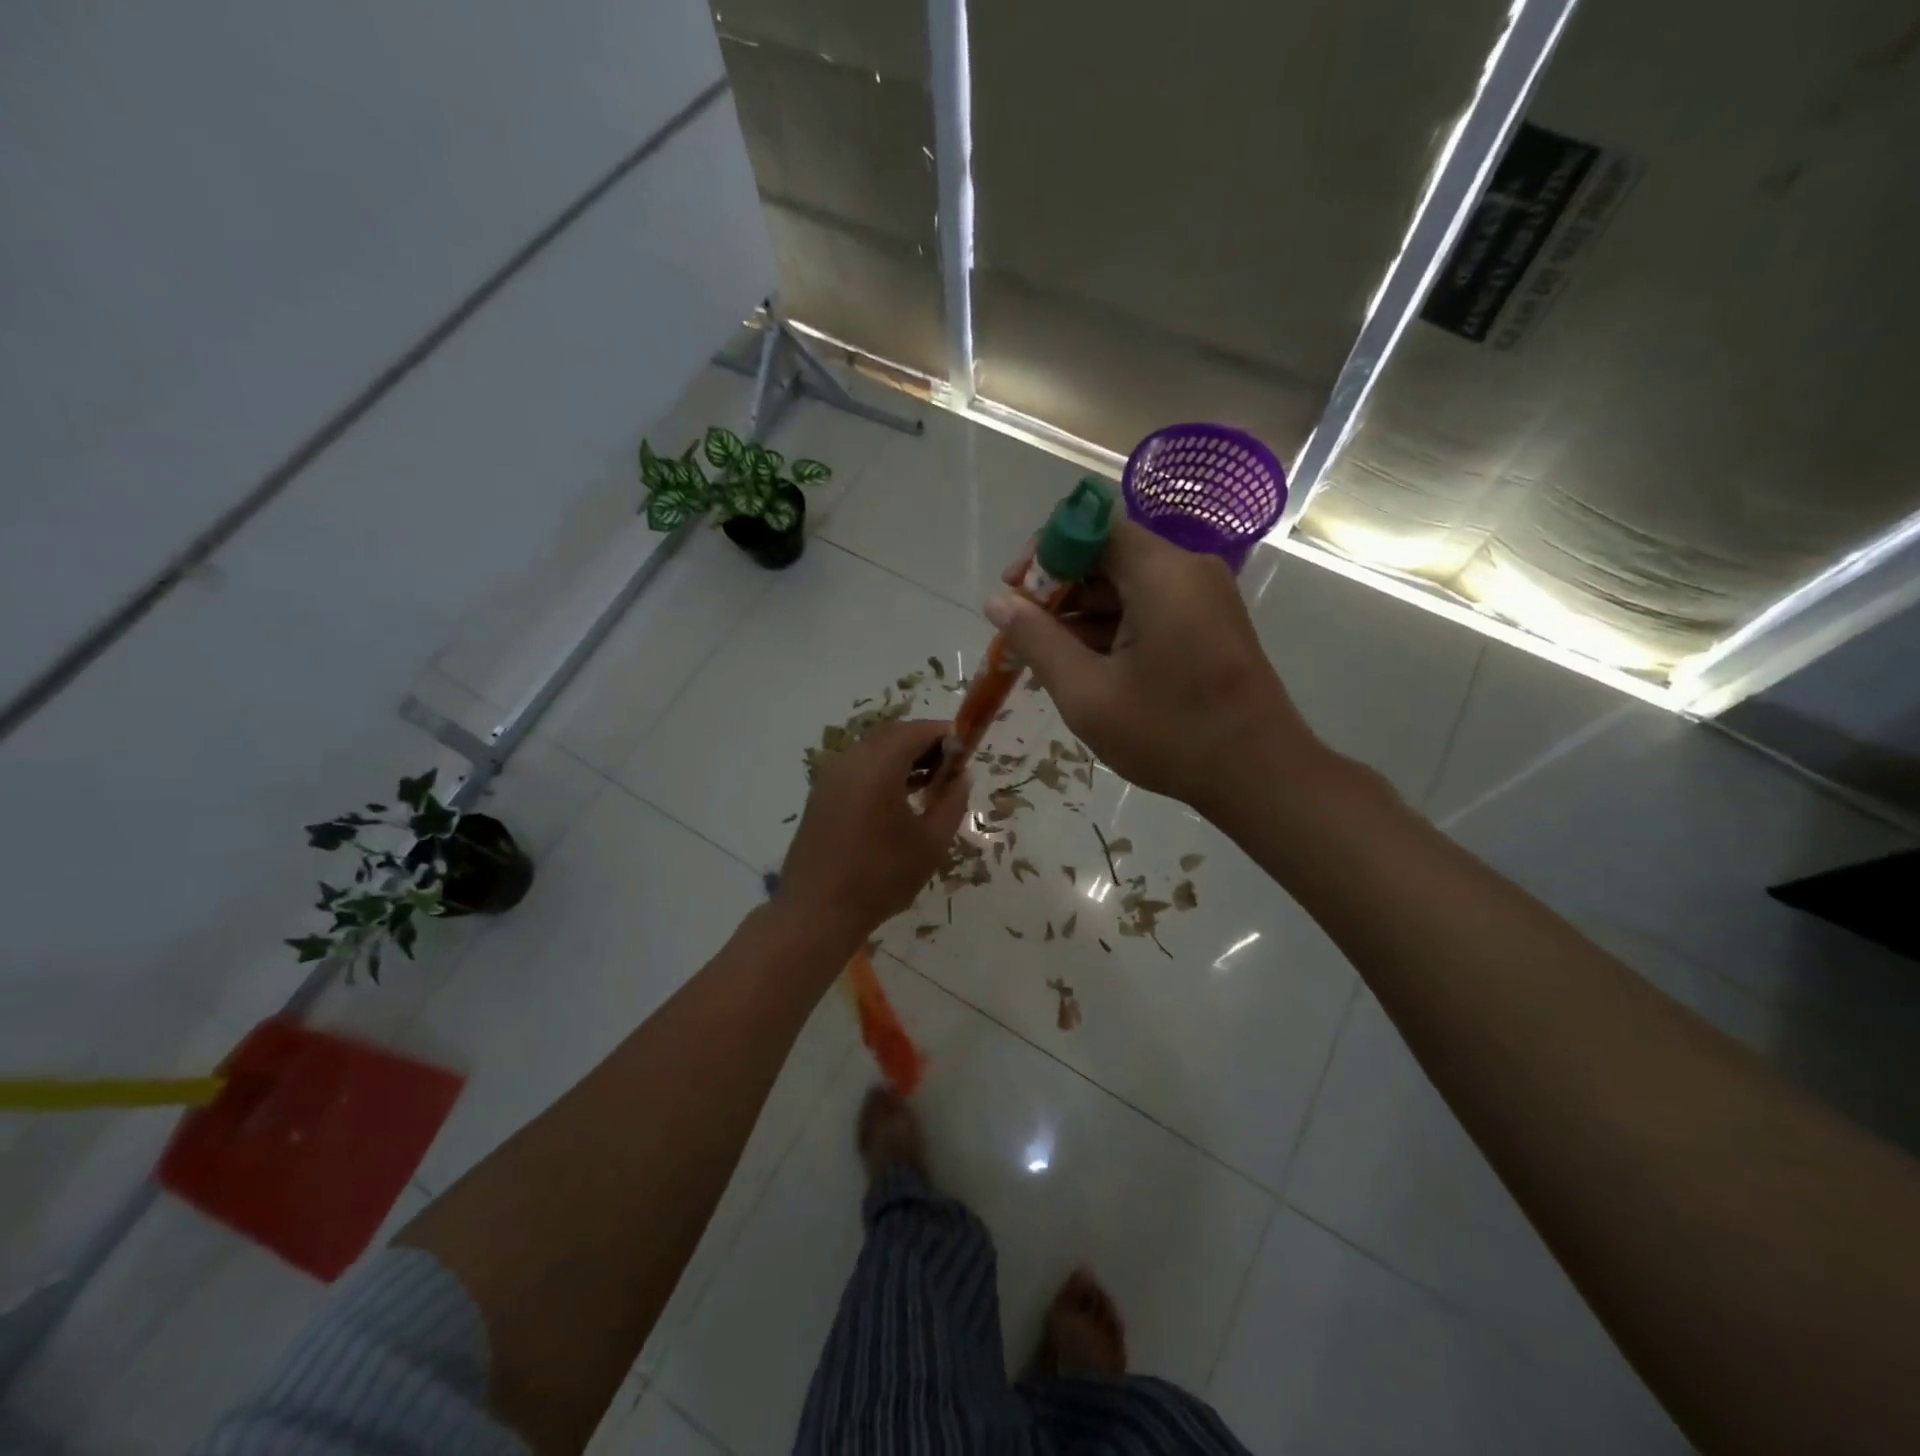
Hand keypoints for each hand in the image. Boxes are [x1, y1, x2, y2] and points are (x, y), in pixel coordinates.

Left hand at [776, 719, 970, 940]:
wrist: (817, 912)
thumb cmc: (881, 877)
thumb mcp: (931, 843)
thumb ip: (952, 802)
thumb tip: (962, 776)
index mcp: (878, 766)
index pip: (916, 731)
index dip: (944, 735)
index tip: (966, 751)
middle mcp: (850, 761)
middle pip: (892, 735)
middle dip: (923, 744)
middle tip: (950, 769)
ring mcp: (830, 778)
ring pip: (872, 751)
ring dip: (902, 758)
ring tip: (929, 785)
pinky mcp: (820, 796)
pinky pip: (856, 769)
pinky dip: (881, 772)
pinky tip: (898, 800)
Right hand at [985, 517, 1324, 812]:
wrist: (1259, 775)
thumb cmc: (1170, 734)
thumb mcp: (1087, 693)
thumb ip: (1037, 641)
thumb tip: (996, 601)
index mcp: (1162, 573)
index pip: (1091, 526)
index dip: (1045, 551)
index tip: (1014, 592)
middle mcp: (1188, 569)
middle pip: (1109, 554)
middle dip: (1059, 588)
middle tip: (1024, 635)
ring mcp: (1204, 596)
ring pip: (1127, 583)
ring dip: (1083, 613)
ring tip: (1048, 658)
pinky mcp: (1209, 622)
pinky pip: (1150, 606)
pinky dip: (1114, 627)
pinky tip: (1087, 667)